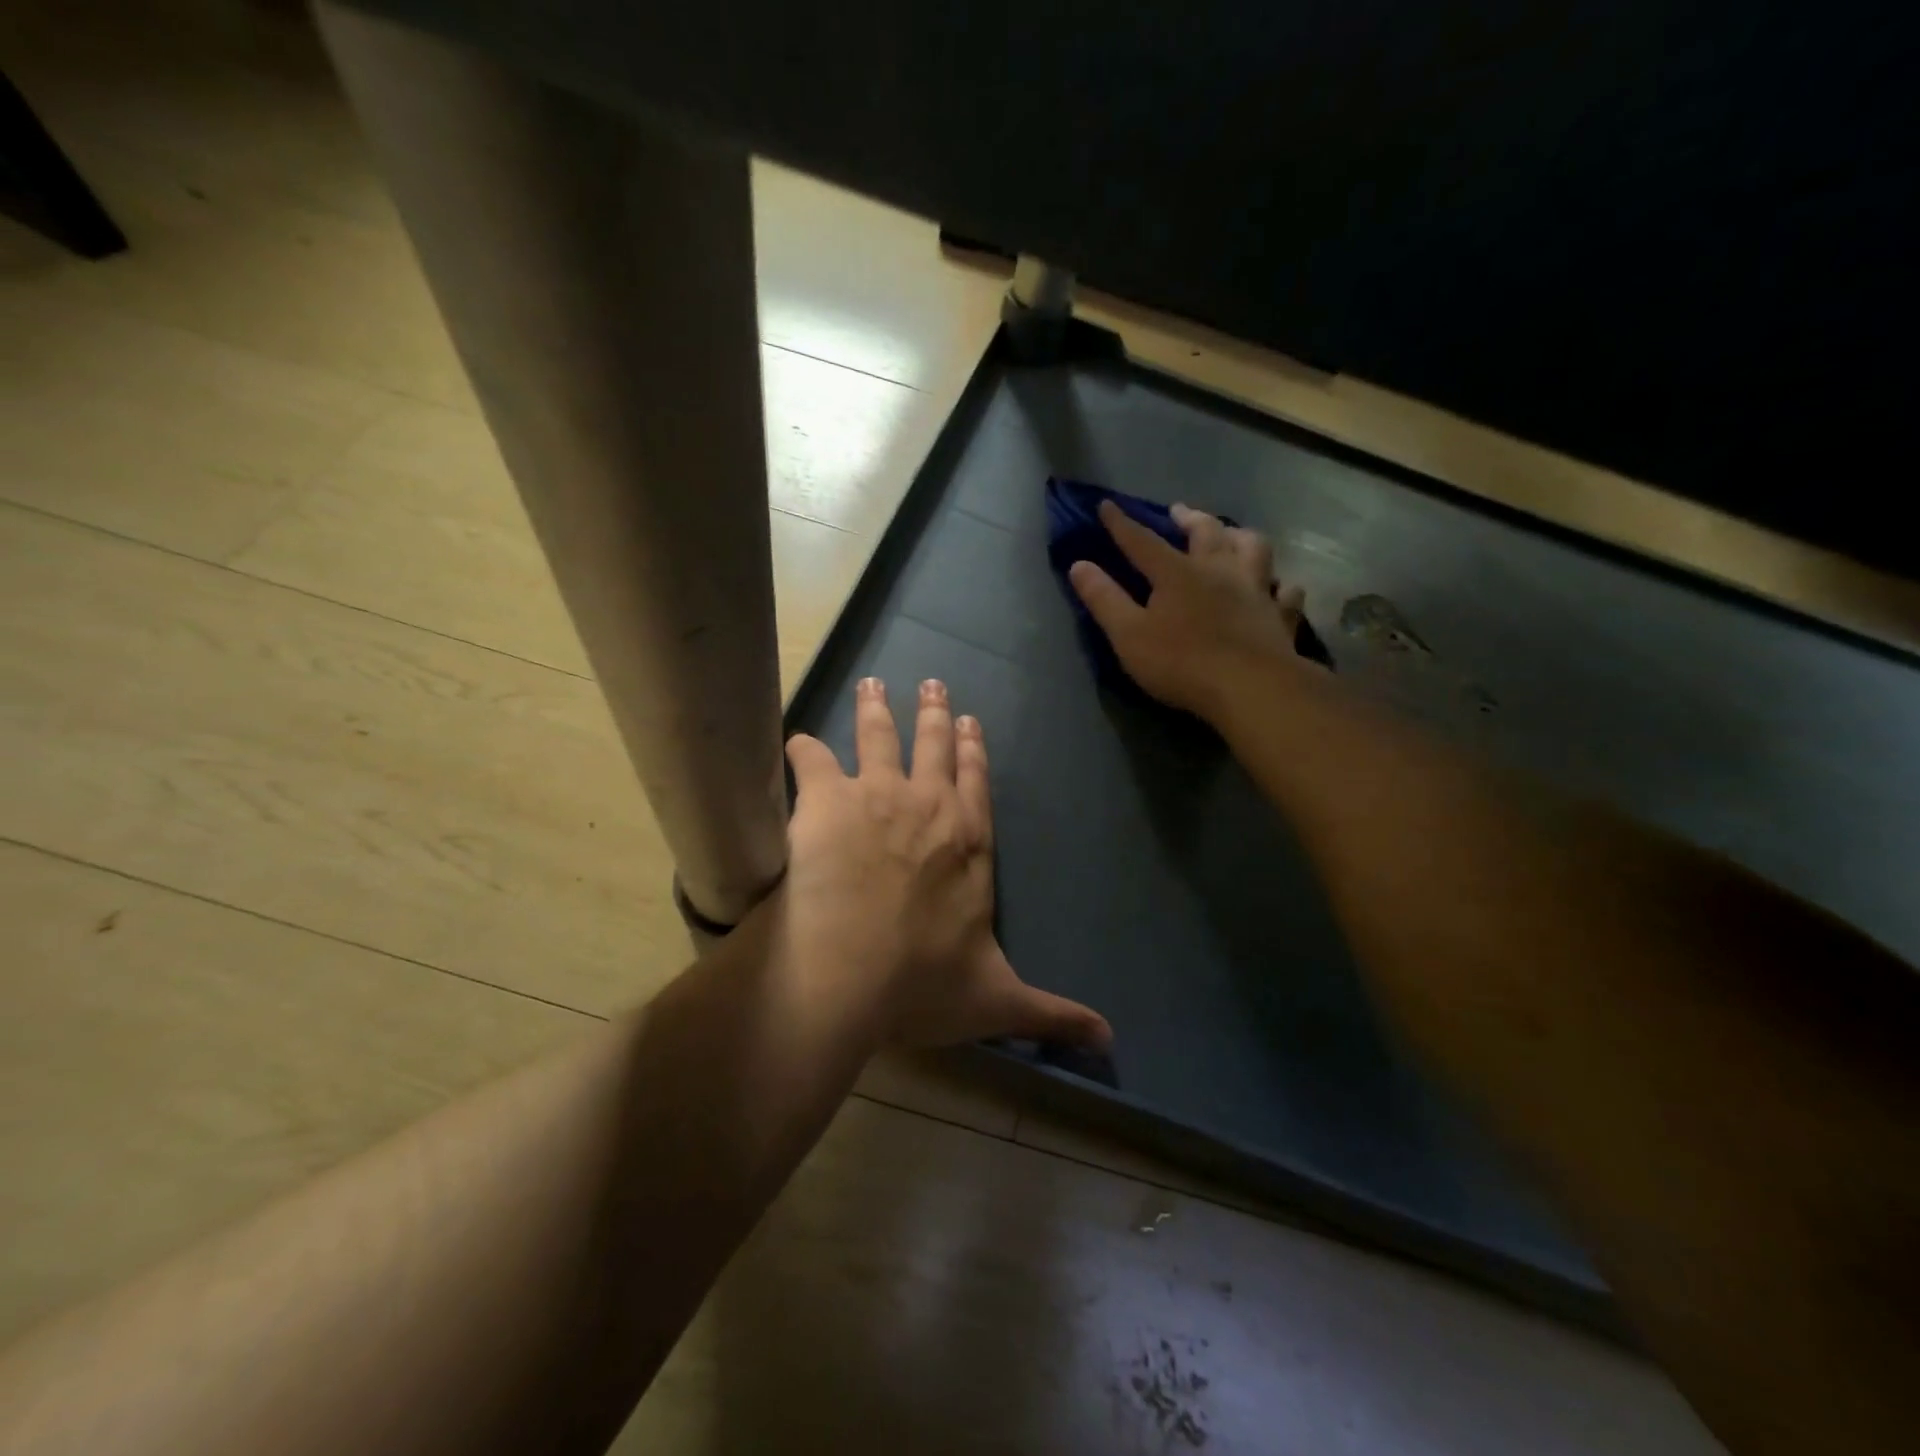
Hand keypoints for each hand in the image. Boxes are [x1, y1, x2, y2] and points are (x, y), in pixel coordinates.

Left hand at [781, 677, 1111, 1050]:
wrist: (850, 974)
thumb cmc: (923, 985)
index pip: (976, 785)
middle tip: (933, 683)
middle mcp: (928, 808)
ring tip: (873, 685)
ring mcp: (878, 797)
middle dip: (934, 715)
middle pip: (934, 749)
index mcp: (969, 844)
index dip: (973, 753)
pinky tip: (794, 739)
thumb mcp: (998, 1002)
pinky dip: (803, 750)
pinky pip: (812, 761)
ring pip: (880, 738)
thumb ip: (1053, 1015)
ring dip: (877, 710)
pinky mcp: (826, 800)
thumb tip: (1112, 1042)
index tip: (971, 721)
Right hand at [1069, 500, 1321, 719]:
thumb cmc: (1181, 663)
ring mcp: (1256, 590)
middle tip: (1180, 512)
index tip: (1107, 505)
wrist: (1251, 688)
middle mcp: (1219, 570)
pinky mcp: (1281, 616)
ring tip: (1232, 534)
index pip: (1142, 541)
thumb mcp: (1129, 635)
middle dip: (1189, 518)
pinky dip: (1281, 585)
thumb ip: (1104, 599)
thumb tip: (1079, 565)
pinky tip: (1278, 587)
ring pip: (1254, 548)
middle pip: (1206, 532)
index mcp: (1177, 573)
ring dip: (1240, 536)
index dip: (1122, 524)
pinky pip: (1285, 592)